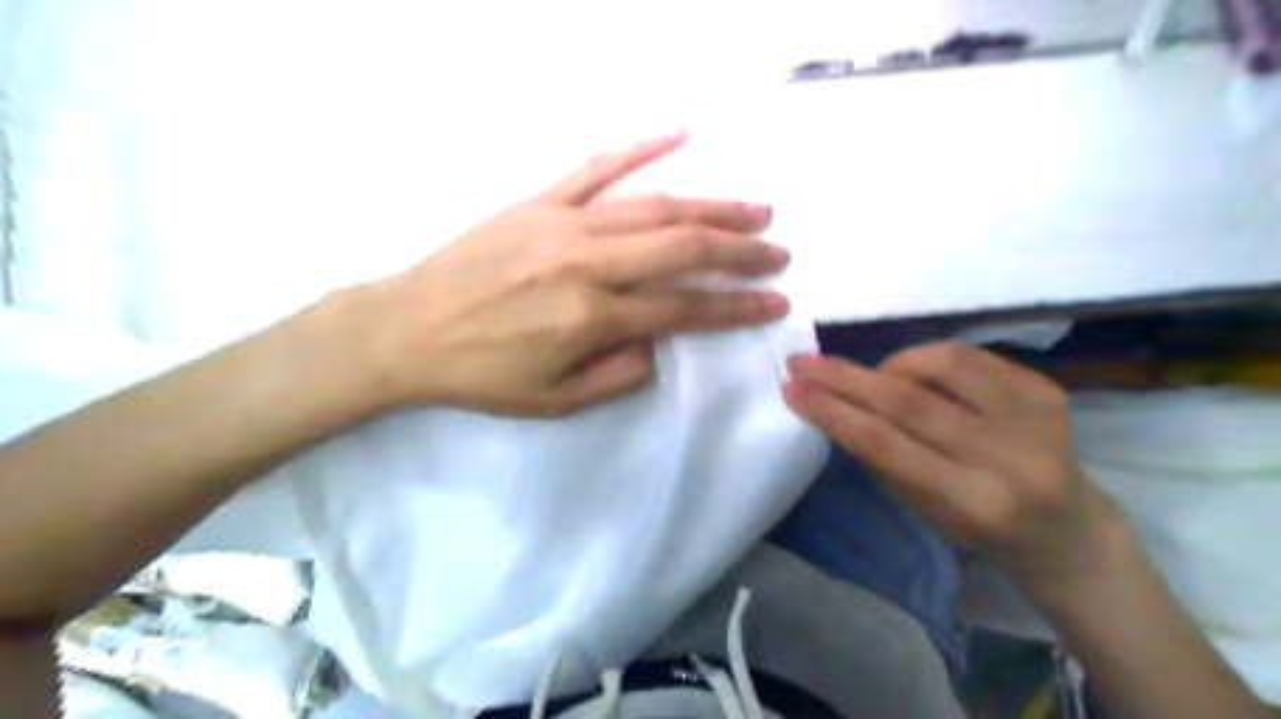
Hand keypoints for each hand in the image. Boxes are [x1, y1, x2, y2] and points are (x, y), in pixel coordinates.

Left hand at [364, 131, 798, 418]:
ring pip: (654, 206)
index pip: (685, 309)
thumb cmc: (482, 375)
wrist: (406, 329)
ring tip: (754, 211)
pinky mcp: (539, 202)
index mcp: (592, 317)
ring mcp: (563, 223)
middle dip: (740, 251)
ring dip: (712, 208)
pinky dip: (640, 149)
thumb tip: (657, 342)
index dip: (736, 308)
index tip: (775, 303)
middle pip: (683, 248)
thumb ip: (618, 375)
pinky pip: (596, 168)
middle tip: (779, 252)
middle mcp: (587, 263)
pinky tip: (679, 135)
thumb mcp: (554, 402)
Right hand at [788, 346, 1122, 593]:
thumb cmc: (980, 530)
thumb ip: (881, 457)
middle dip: (844, 376)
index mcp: (971, 501)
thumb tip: (836, 404)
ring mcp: (1035, 418)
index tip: (791, 388)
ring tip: (873, 377)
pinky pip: (973, 356)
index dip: (832, 411)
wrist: (1067, 530)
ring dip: (891, 364)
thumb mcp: (922, 509)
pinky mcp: (1049, 391)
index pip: (885, 444)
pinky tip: (916, 373)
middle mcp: (1007, 456)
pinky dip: (930, 359)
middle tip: (802, 361)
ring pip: (942, 364)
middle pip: (908, 400)